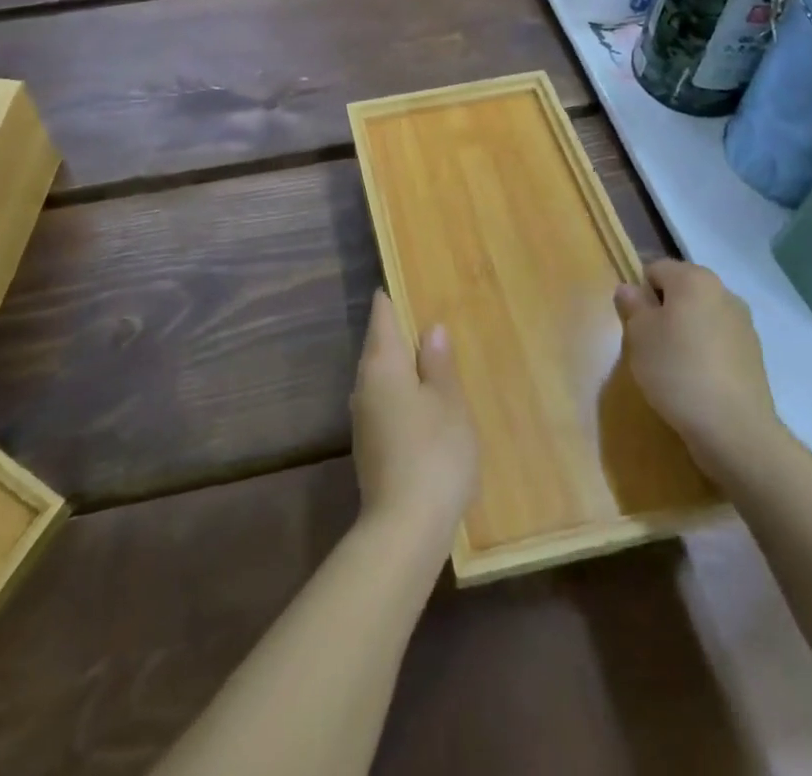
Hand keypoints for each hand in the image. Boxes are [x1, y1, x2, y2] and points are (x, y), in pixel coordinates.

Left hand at [351, 291, 478, 552]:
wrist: (404, 529)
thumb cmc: (434, 453)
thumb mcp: (448, 402)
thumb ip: (438, 363)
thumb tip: (431, 329)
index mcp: (383, 364)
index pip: (382, 316)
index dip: (391, 297)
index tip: (403, 282)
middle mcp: (364, 384)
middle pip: (378, 345)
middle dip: (398, 331)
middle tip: (426, 317)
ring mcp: (363, 417)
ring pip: (380, 376)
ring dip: (400, 364)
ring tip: (428, 358)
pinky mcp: (369, 446)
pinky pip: (383, 402)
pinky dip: (400, 392)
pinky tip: (420, 403)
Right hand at [616, 259, 785, 479]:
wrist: (734, 428)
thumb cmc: (676, 370)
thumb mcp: (638, 335)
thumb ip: (632, 305)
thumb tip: (629, 289)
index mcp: (694, 279)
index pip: (655, 269)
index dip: (640, 293)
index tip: (634, 323)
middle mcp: (724, 292)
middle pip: (681, 291)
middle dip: (663, 310)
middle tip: (649, 343)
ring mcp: (744, 324)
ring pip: (701, 316)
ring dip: (685, 331)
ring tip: (673, 365)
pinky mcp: (754, 354)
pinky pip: (718, 341)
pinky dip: (704, 351)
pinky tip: (696, 380)